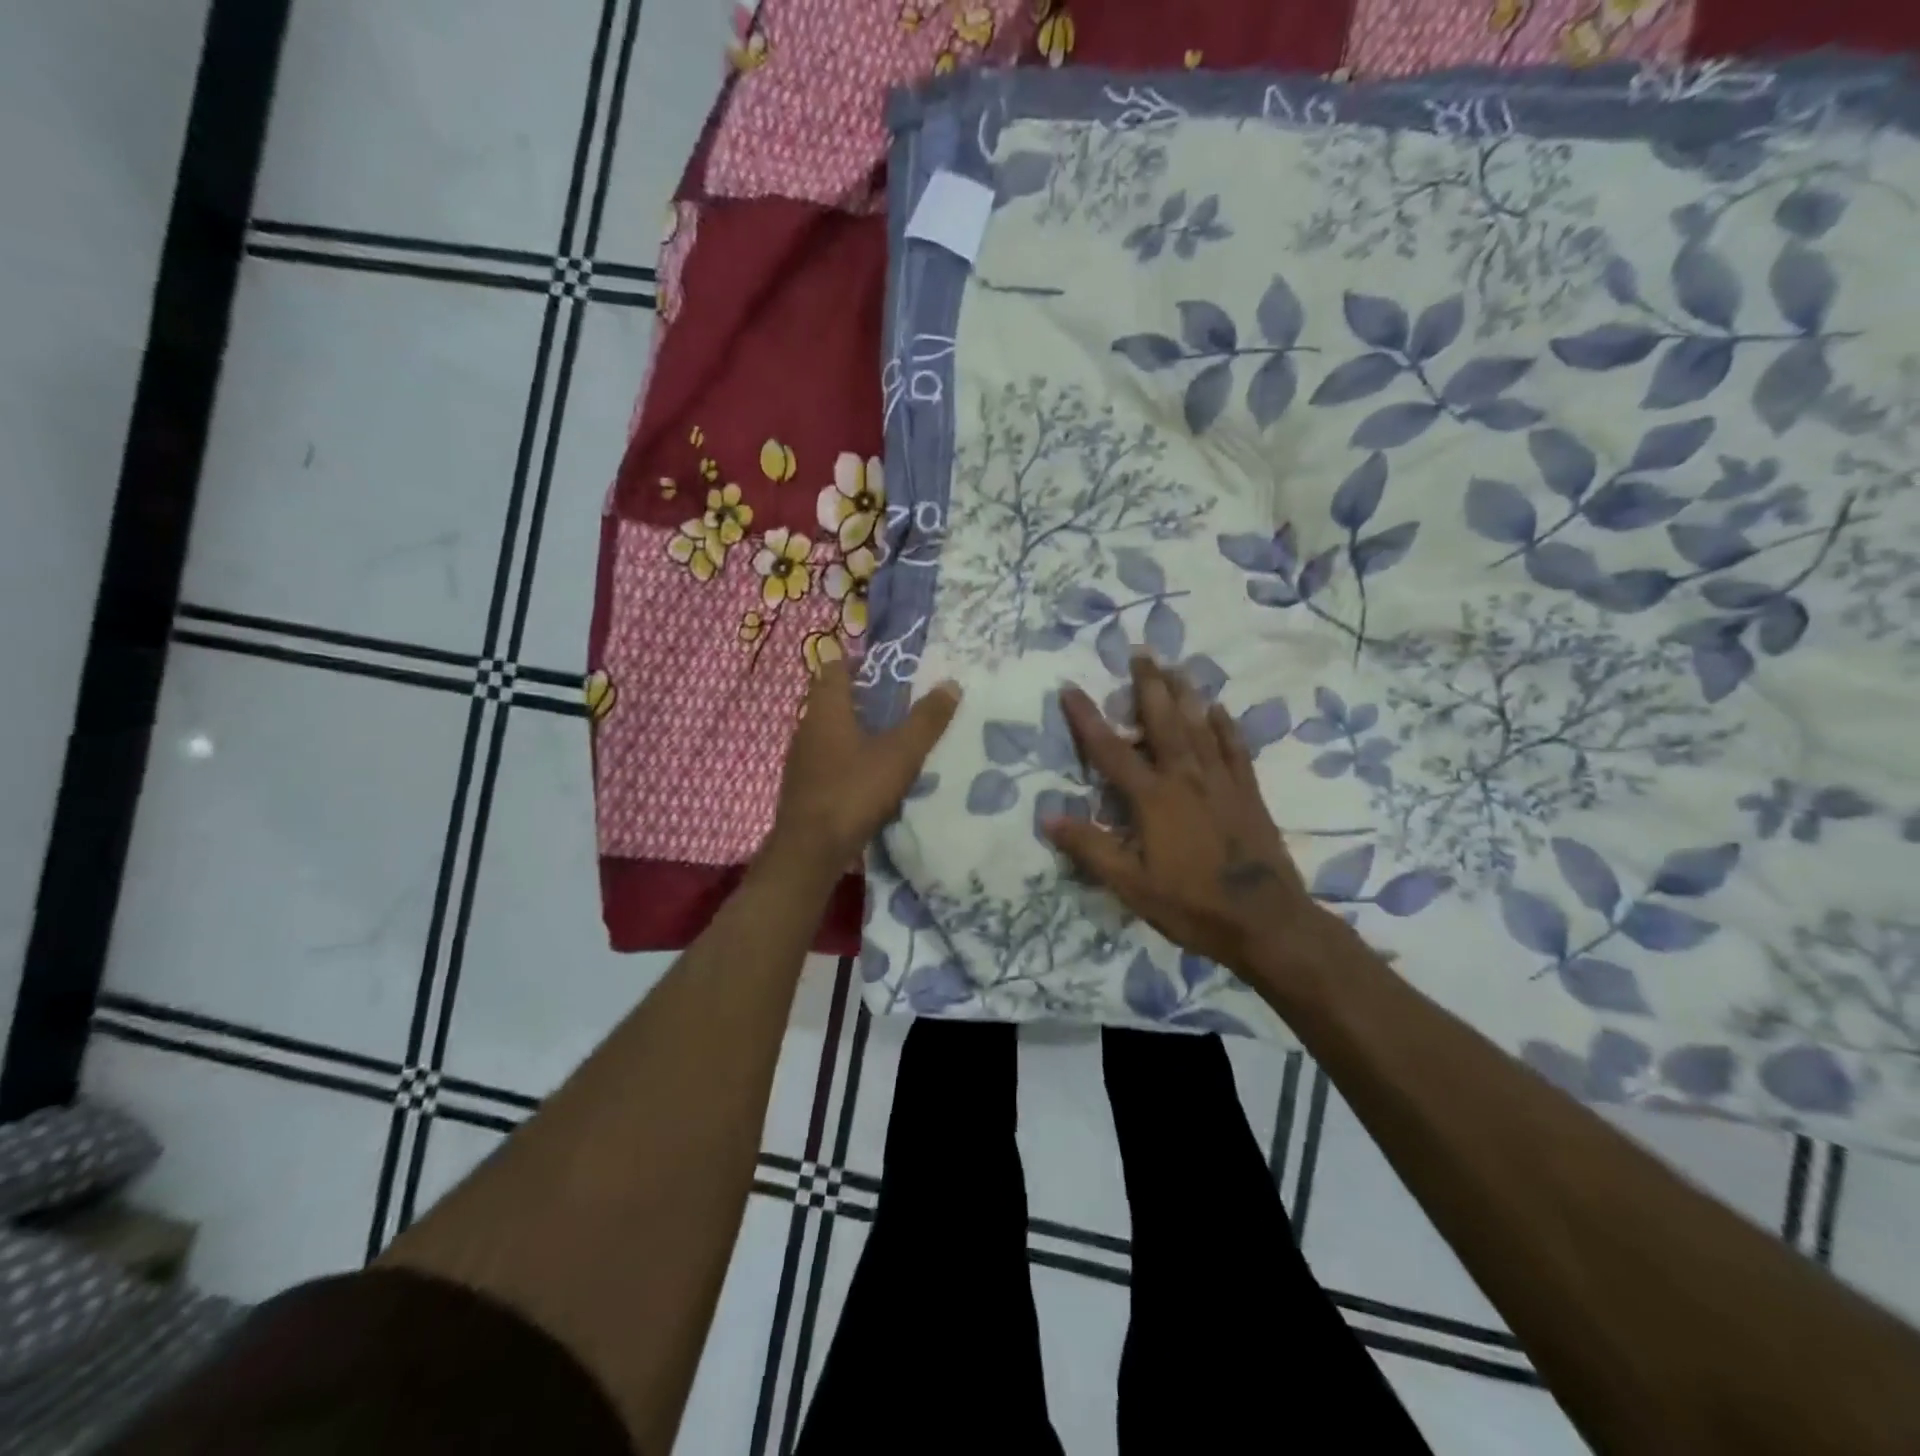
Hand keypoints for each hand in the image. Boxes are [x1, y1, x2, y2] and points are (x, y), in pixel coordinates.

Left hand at [763, 659, 960, 878]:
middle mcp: (807, 727)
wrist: (810, 849)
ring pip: (828, 731)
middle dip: (860, 697)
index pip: (834, 669)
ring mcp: (801, 759)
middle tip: (896, 700)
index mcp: (826, 710)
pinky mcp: (802, 786)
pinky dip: (846, 756)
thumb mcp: (900, 754)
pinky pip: (826, 758)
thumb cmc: (854, 791)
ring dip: (853, 728)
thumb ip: (926, 720)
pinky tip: (868, 773)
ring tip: (888, 735)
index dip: (856, 662)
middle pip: (830, 700)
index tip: (884, 667)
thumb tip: (951, 684)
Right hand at [1043, 656, 1337, 990]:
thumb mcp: (1131, 885)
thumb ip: (1090, 848)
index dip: (1087, 718)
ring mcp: (1221, 782)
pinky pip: (1235, 748)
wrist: (1265, 921)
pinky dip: (1225, 726)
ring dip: (1185, 694)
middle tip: (1141, 651)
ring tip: (1176, 666)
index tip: (1071, 688)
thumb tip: (1048, 817)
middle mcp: (1186, 778)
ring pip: (1200, 726)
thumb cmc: (1191, 904)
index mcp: (1153, 798)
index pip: (1110, 750)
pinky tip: (1219, 709)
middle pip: (1164, 721)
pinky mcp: (1248, 793)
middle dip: (1149, 685)